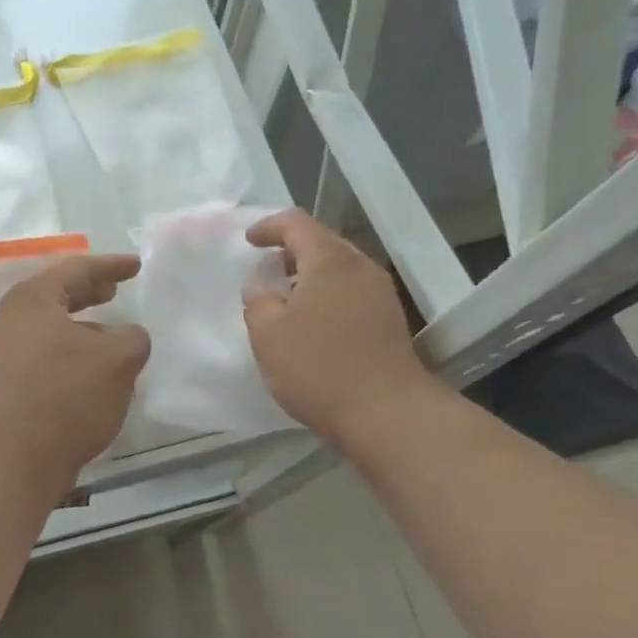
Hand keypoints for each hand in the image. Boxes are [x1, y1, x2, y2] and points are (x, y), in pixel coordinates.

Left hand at [0, 255, 150, 486]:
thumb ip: (132, 338)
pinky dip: (77, 357)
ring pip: (55, 331)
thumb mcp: (116, 358)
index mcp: (35, 299)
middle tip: (116, 290)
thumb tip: (128, 337)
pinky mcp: (13, 388)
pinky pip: (52, 359)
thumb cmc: (66, 391)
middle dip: (90, 293)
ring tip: (115, 337)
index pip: (77, 269)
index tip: (136, 265)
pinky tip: (99, 376)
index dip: (110, 266)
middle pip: (59, 297)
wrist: (14, 453)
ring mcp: (10, 355)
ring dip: (86, 330)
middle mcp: (16, 321)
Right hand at [242, 210, 439, 442]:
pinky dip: (326, 295)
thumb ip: (257, 300)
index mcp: (330, 260)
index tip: (248, 242)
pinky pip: (350, 291)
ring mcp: (380, 293)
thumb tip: (262, 287)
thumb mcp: (268, 334)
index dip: (268, 226)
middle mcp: (360, 267)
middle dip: (290, 251)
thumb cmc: (319, 367)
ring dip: (309, 275)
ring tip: (284, 300)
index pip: (296, 223)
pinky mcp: (389, 320)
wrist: (388, 414)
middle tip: (265, 271)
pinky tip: (311, 323)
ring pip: (338, 268)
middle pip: (322, 242)